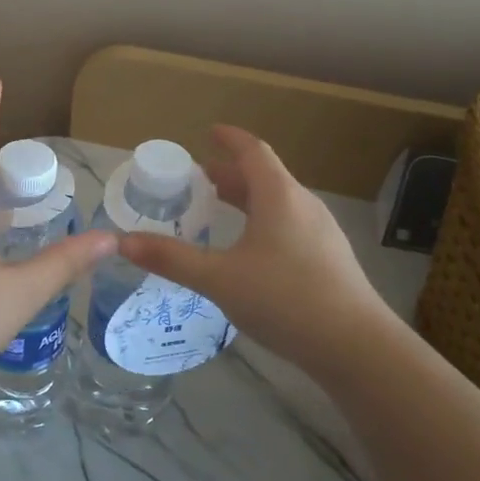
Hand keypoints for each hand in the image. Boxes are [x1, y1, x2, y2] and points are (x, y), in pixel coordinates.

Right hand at [119, 125, 388, 383]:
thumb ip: (171, 259)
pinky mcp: (329, 260)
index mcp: (279, 196)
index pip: (253, 151)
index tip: (208, 133)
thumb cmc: (285, 299)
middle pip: (264, 177)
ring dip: (247, 200)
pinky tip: (249, 252)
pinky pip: (289, 225)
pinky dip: (262, 223)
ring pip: (278, 203)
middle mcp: (303, 205)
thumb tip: (122, 242)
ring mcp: (321, 233)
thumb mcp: (219, 278)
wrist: (356, 347)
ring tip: (219, 211)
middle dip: (230, 174)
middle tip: (198, 179)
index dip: (229, 139)